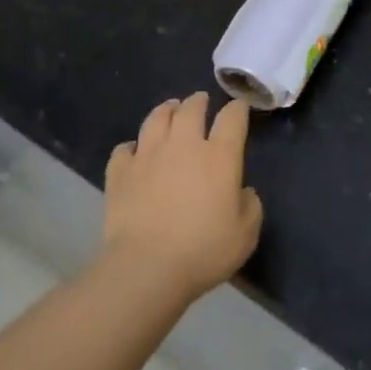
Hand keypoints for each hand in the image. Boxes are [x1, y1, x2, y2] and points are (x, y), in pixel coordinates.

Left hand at [102, 92, 262, 303]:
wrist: (146, 268)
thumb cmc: (203, 251)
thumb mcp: (246, 234)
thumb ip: (250, 206)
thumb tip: (243, 192)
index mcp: (219, 156)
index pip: (232, 118)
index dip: (238, 109)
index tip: (239, 108)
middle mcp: (183, 146)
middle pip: (191, 109)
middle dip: (198, 101)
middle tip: (201, 101)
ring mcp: (148, 156)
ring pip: (156, 119)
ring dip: (165, 110)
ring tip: (169, 109)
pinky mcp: (120, 173)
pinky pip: (124, 149)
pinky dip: (131, 147)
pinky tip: (134, 152)